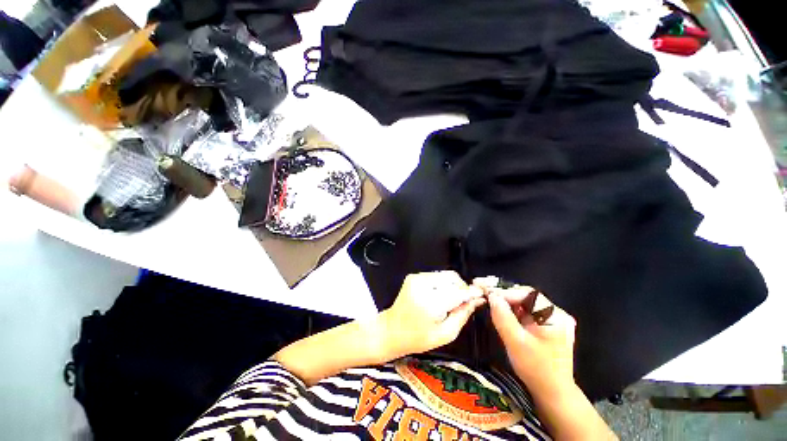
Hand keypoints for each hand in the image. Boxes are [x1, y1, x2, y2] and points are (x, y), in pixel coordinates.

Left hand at [379, 271, 485, 359]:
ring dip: (452, 285)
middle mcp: (423, 286)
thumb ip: (462, 315)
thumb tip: (477, 300)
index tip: (482, 294)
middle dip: (461, 288)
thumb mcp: (445, 334)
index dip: (471, 292)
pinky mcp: (413, 276)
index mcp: (431, 303)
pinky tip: (439, 296)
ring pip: (445, 275)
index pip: (458, 292)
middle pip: (452, 278)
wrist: (392, 329)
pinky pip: (436, 276)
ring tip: (450, 301)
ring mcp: (416, 278)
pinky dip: (442, 284)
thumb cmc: (418, 338)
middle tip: (463, 302)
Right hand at [484, 284, 576, 395]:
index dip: (503, 291)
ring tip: (484, 291)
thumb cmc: (536, 369)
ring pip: (522, 301)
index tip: (484, 290)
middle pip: (524, 295)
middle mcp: (554, 313)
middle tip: (481, 285)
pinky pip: (523, 310)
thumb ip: (503, 316)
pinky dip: (508, 307)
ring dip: (503, 297)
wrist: (552, 393)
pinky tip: (495, 303)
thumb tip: (491, 295)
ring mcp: (549, 318)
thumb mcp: (516, 342)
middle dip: (501, 291)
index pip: (525, 294)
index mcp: (554, 315)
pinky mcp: (543, 324)